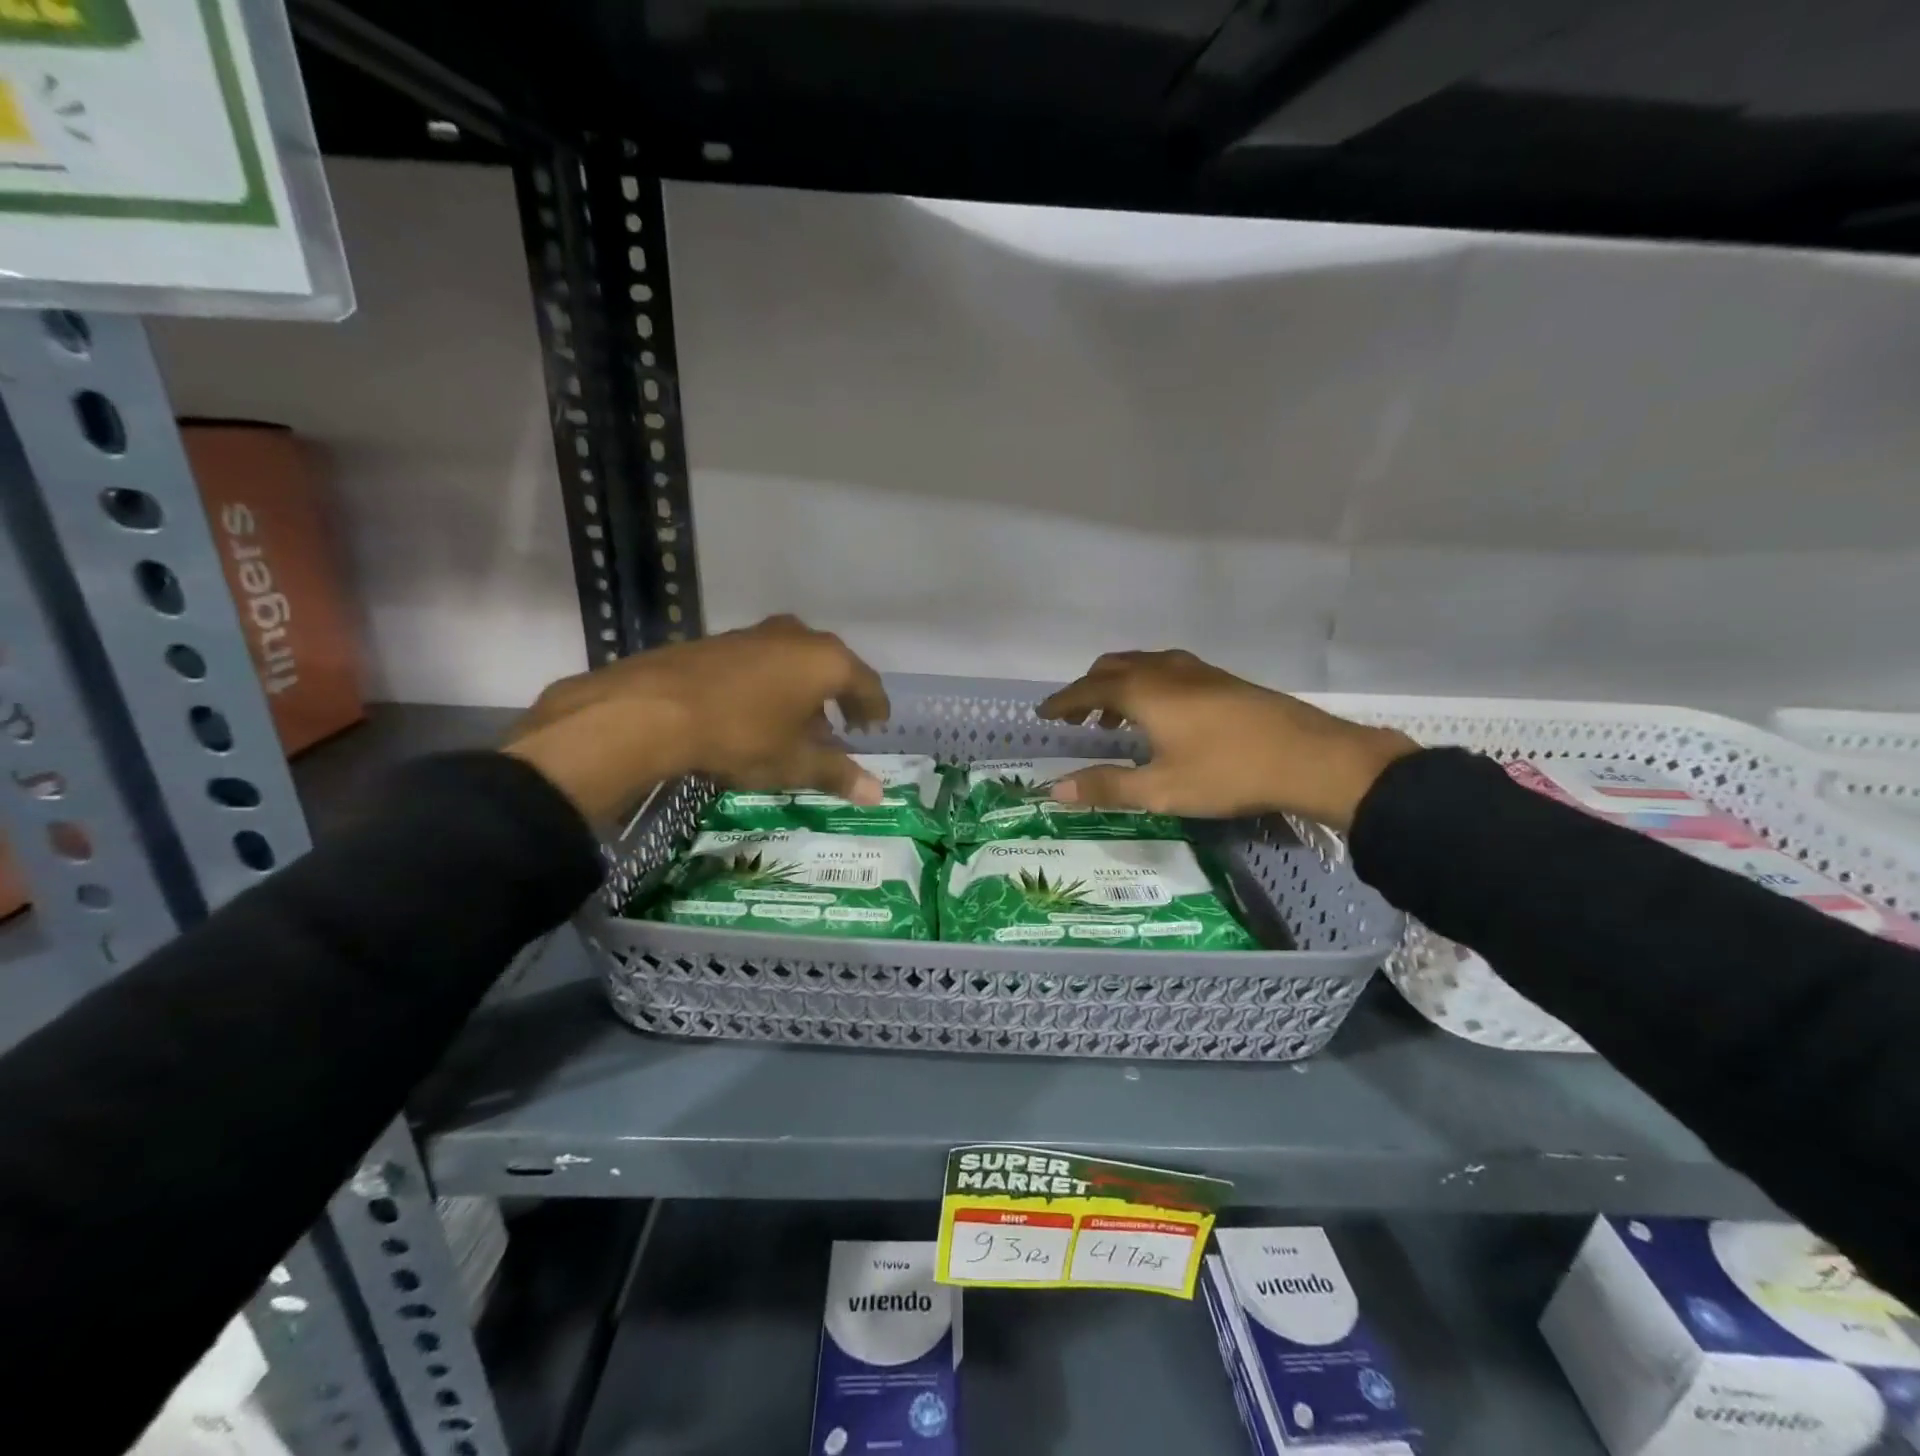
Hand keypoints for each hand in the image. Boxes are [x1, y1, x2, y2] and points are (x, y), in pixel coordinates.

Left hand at [504, 615, 888, 822]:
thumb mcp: (794, 762)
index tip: (876, 726)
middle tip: (840, 728)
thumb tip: (879, 796)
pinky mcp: (723, 640)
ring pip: (796, 662)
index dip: (875, 708)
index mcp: (827, 661)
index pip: (866, 683)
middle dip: (838, 698)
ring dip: (804, 691)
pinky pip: (765, 661)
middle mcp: (798, 637)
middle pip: (832, 667)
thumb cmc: (742, 735)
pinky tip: (758, 711)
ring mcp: (758, 634)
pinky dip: (773, 683)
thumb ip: (838, 774)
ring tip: (798, 725)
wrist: (654, 709)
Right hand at [1037, 650, 1416, 831]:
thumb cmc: (1228, 773)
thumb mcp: (1161, 789)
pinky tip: (1161, 715)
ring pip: (1142, 664)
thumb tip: (1055, 790)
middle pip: (1113, 667)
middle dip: (1088, 688)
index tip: (1043, 713)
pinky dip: (1146, 685)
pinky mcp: (1221, 679)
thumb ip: (1107, 786)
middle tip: (1075, 718)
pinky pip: (1166, 670)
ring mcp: (1197, 670)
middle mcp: (1166, 670)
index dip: (1063, 701)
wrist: (1310, 757)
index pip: (1088, 689)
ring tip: (1113, 720)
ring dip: (1118, 685)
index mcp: (1144, 692)